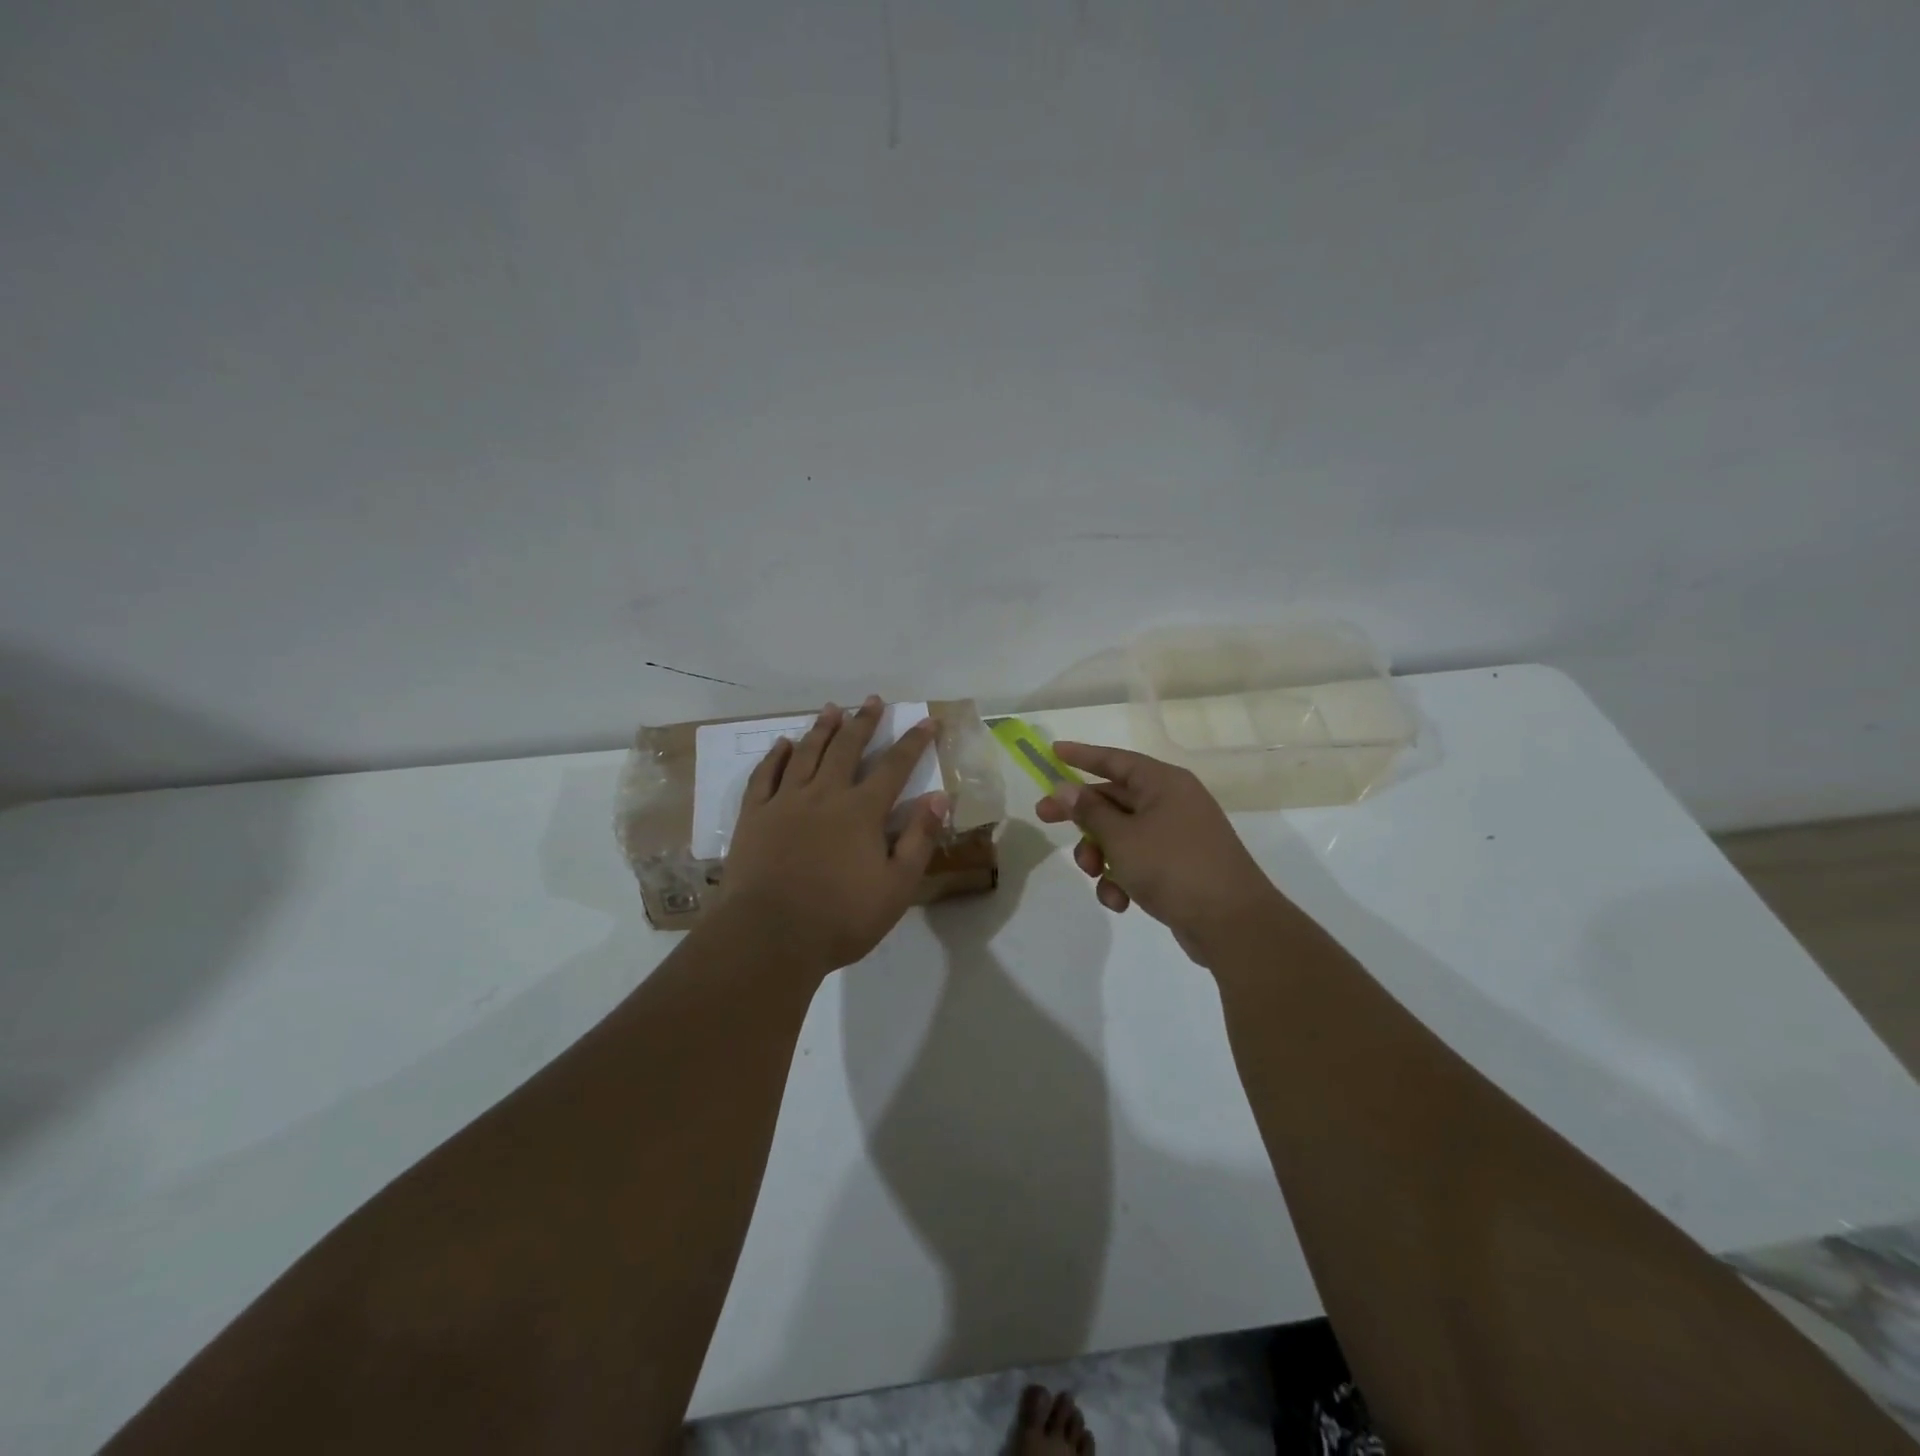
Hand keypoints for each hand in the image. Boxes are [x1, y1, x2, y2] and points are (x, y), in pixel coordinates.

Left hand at [717, 696, 948, 975]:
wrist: (769, 936)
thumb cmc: (841, 918)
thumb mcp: (896, 887)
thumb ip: (919, 839)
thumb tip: (939, 798)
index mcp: (861, 811)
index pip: (894, 767)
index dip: (913, 742)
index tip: (927, 720)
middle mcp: (825, 795)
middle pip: (847, 749)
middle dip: (864, 722)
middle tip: (873, 700)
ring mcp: (785, 802)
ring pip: (807, 754)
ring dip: (822, 729)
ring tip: (832, 709)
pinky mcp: (754, 816)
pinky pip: (765, 776)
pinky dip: (776, 757)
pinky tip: (783, 744)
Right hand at [1035, 742, 1293, 966]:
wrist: (1232, 923)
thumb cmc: (1173, 866)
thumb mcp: (1122, 837)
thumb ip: (1090, 812)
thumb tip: (1066, 789)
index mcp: (1164, 783)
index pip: (1115, 760)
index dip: (1082, 755)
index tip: (1053, 751)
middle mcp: (1172, 803)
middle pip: (1115, 799)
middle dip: (1082, 816)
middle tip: (1044, 818)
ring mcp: (1178, 836)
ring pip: (1122, 835)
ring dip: (1101, 854)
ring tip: (1095, 874)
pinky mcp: (1180, 868)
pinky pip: (1139, 862)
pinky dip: (1124, 878)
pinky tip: (1121, 901)